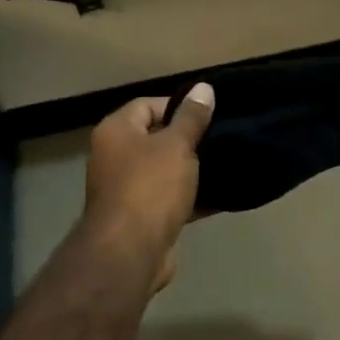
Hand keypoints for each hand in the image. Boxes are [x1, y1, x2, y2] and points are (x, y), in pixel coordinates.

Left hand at [81, 83, 214, 293]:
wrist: (130, 252)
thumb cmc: (150, 187)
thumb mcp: (177, 145)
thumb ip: (192, 117)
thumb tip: (204, 88)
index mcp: (116, 131)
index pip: (147, 104)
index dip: (178, 106)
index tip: (208, 114)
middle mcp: (114, 157)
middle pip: (156, 138)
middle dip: (188, 140)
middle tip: (219, 138)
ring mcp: (125, 190)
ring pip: (164, 171)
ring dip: (191, 171)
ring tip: (225, 164)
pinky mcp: (140, 218)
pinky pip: (169, 200)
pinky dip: (191, 198)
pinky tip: (221, 196)